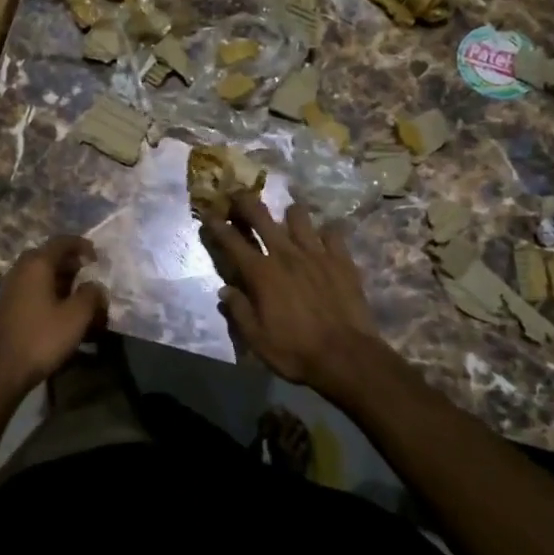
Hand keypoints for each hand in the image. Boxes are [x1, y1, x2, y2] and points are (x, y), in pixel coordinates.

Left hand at [0, 235, 107, 391]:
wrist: (4, 370)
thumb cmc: (43, 338)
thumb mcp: (77, 316)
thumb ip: (91, 294)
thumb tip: (94, 286)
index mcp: (36, 264)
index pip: (62, 241)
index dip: (82, 245)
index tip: (97, 258)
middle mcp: (20, 269)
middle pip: (48, 255)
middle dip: (71, 262)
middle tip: (88, 275)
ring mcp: (9, 286)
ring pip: (38, 272)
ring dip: (59, 278)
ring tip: (77, 294)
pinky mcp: (6, 304)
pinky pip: (30, 287)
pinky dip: (47, 290)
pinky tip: (58, 308)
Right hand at [204, 193, 387, 394]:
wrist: (346, 357)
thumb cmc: (295, 351)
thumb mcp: (256, 339)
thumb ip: (239, 310)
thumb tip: (225, 291)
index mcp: (261, 273)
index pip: (231, 241)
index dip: (217, 225)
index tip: (208, 214)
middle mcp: (285, 254)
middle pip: (261, 216)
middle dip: (245, 202)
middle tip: (239, 198)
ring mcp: (316, 253)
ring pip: (298, 216)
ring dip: (289, 215)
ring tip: (288, 220)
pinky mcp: (341, 259)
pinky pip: (332, 232)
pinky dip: (325, 233)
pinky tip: (323, 240)